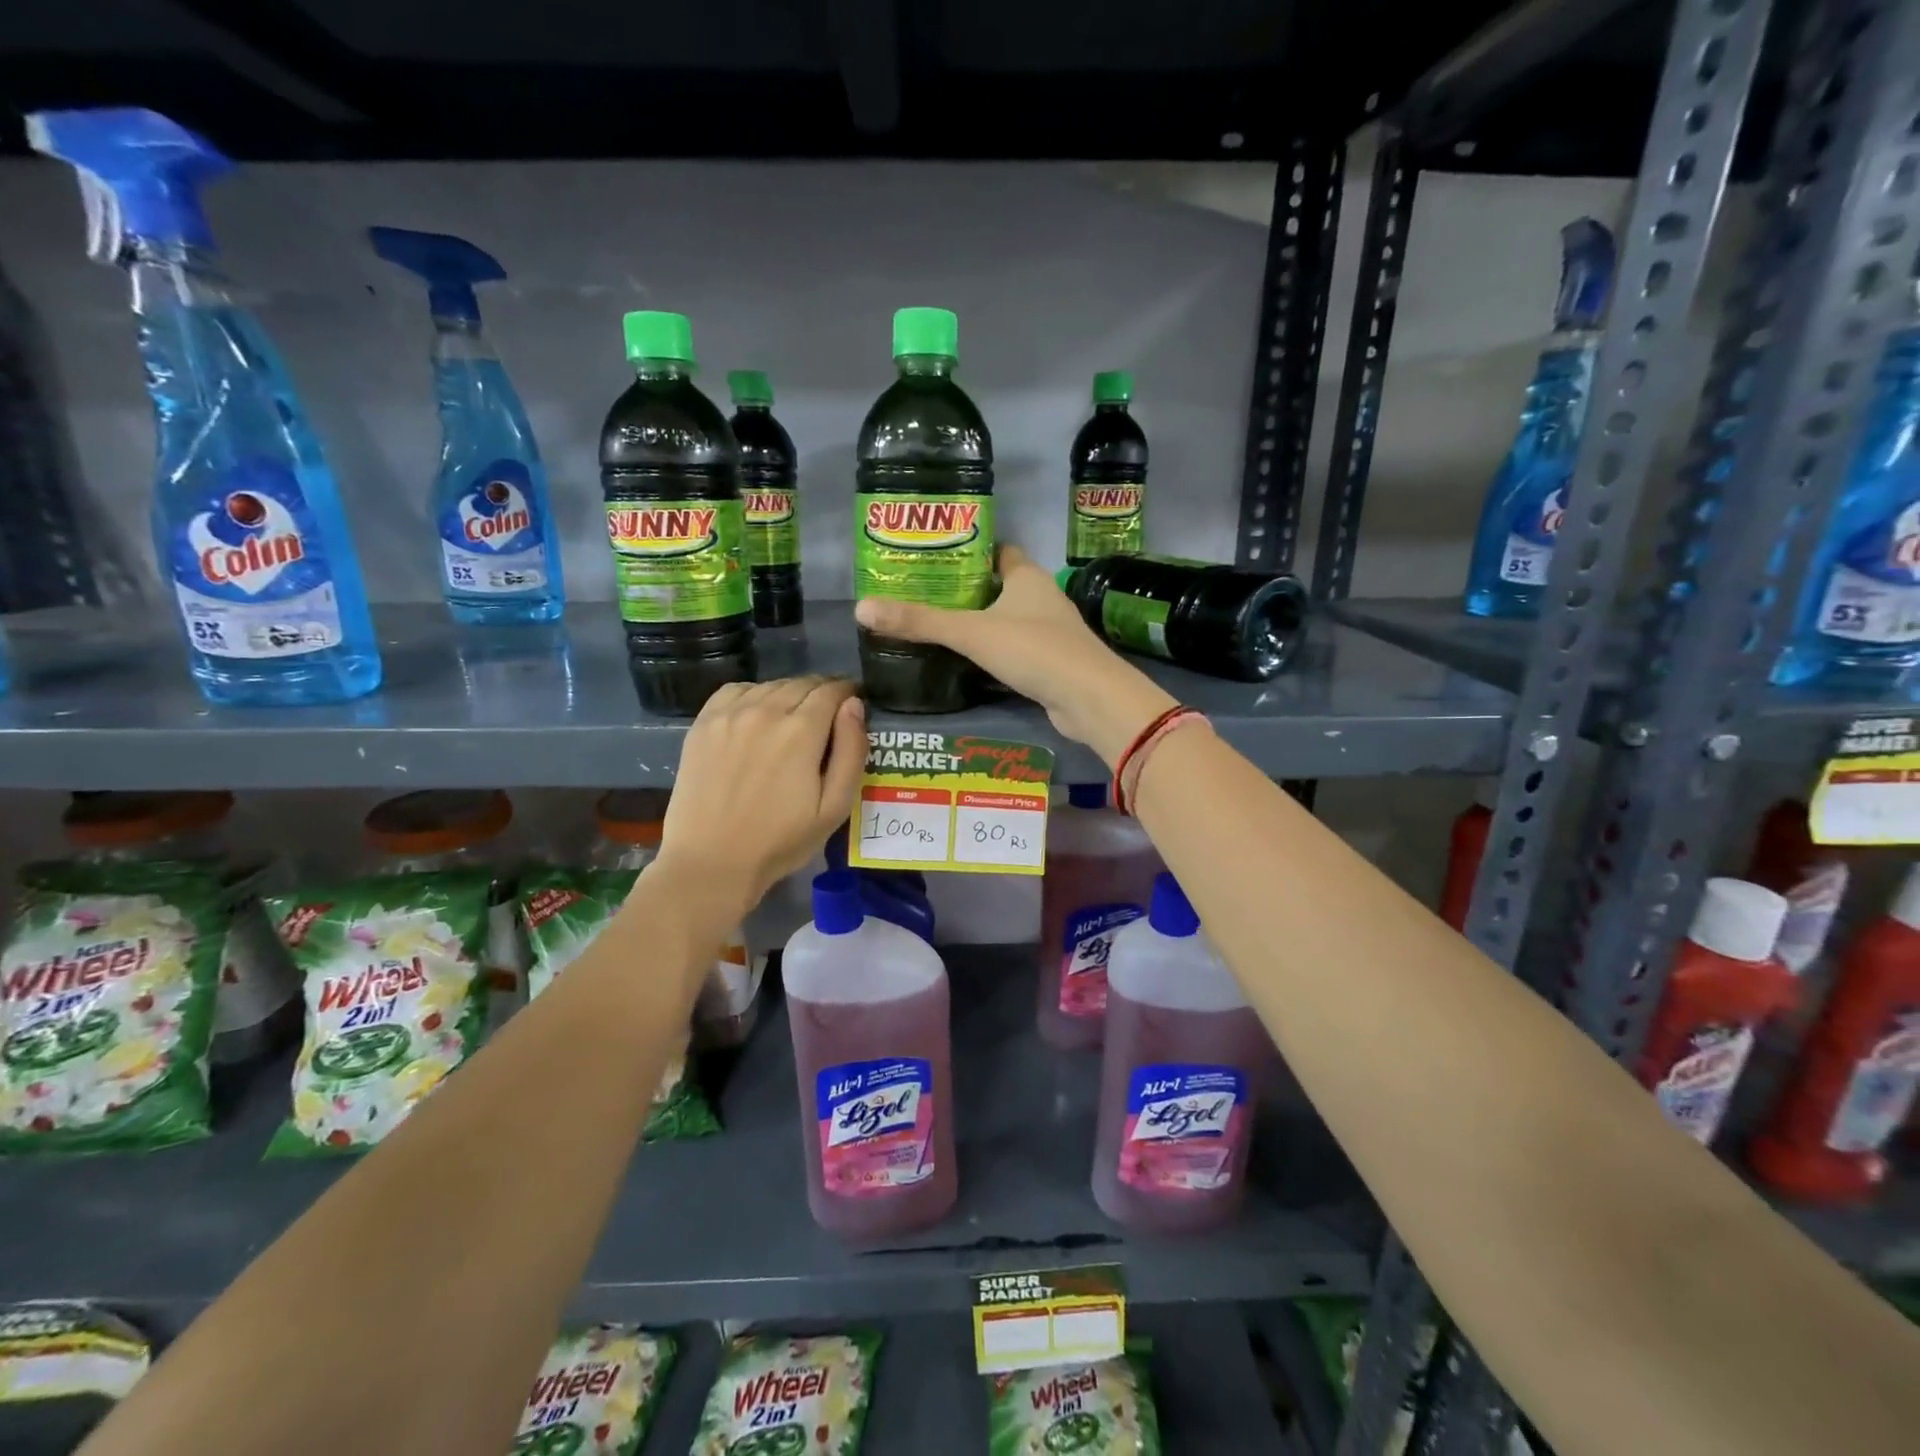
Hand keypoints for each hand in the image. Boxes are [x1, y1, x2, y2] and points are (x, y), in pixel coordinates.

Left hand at [658, 677, 866, 909]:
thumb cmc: (781, 841)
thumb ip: (851, 751)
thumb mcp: (835, 807)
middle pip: (803, 683)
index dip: (848, 693)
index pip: (832, 691)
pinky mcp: (704, 723)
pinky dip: (755, 694)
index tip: (854, 704)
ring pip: (771, 685)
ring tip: (794, 717)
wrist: (711, 862)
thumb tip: (855, 705)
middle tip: (828, 715)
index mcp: (802, 730)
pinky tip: (758, 715)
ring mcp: (730, 714)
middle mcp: (765, 710)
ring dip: (790, 694)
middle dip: (822, 693)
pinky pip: (737, 690)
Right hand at [854, 545, 1175, 765]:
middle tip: (924, 594)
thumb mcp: (971, 632)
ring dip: (980, 621)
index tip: (935, 557)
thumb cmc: (1034, 650)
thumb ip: (920, 621)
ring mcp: (1048, 631)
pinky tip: (967, 661)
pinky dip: (993, 651)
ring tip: (937, 625)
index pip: (998, 551)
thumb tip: (861, 608)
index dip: (970, 550)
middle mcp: (1041, 597)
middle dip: (967, 589)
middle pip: (999, 585)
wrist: (1089, 699)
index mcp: (1027, 576)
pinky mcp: (1050, 663)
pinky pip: (1014, 648)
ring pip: (1007, 618)